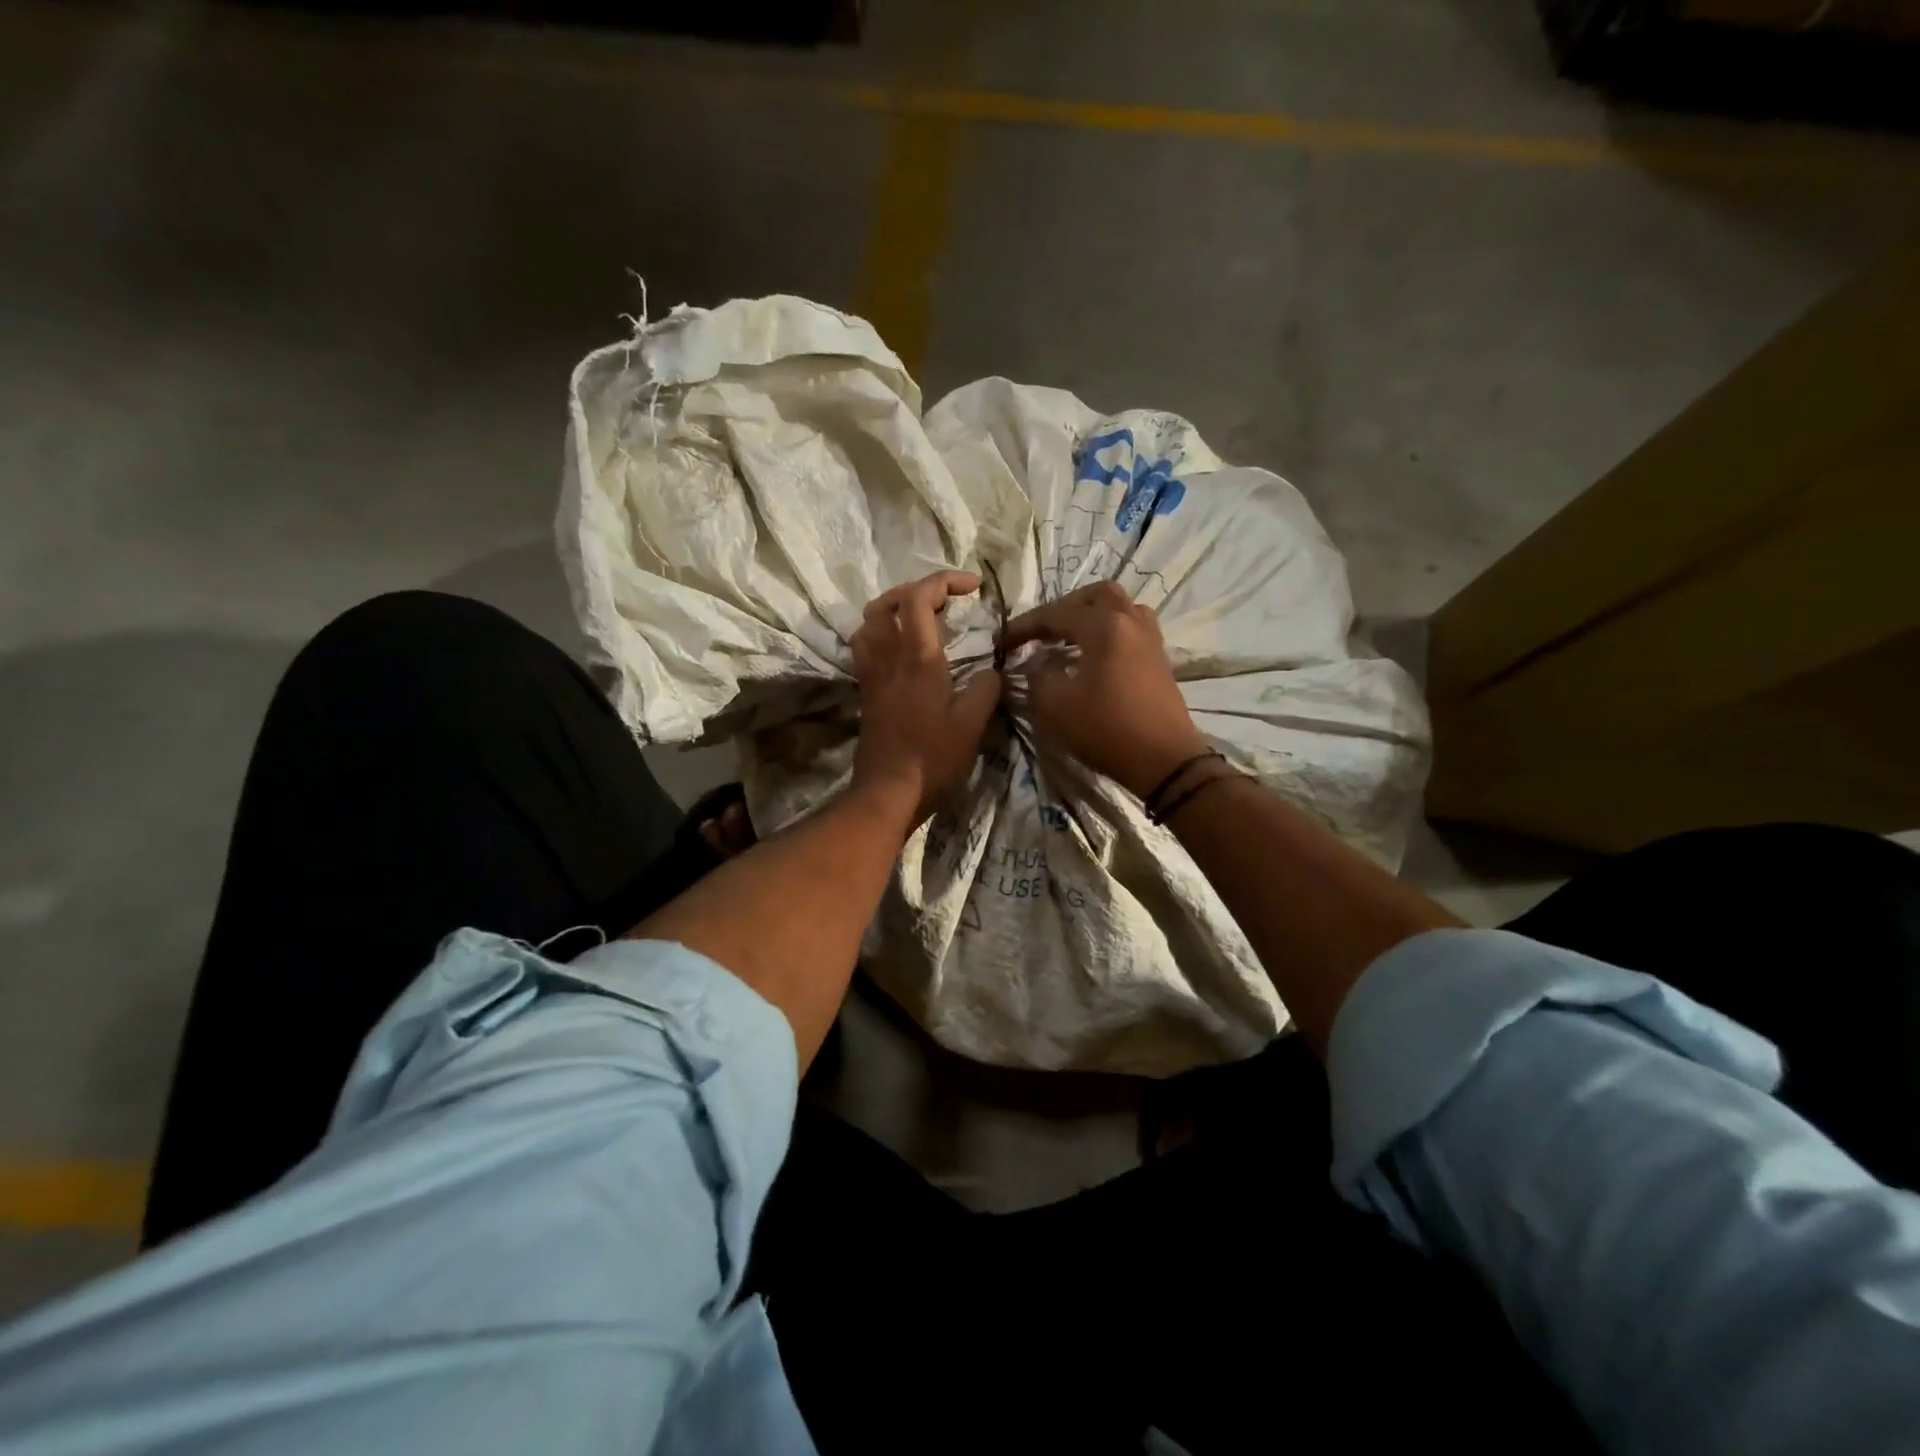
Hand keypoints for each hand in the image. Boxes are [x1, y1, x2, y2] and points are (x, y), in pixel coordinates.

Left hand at [850, 571, 1002, 825]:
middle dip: (917, 589)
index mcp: (917, 658)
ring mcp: (872, 674)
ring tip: (921, 617)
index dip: (945, 580)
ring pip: (869, 622)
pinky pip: (866, 646)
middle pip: (887, 602)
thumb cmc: (933, 758)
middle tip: (946, 600)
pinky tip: (902, 649)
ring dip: (894, 608)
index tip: (973, 586)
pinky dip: (883, 633)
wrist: (888, 791)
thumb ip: (986, 688)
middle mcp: (888, 657)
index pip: (920, 597)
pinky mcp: (866, 691)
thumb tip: (991, 671)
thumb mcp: (973, 724)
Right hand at [1000, 581, 1206, 798]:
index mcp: (1105, 627)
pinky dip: (1108, 630)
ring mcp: (1150, 639)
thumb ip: (1040, 674)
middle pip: (1096, 595)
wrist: (1165, 761)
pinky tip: (1093, 654)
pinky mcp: (1159, 659)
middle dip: (1064, 608)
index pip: (1057, 614)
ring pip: (1119, 607)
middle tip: (1041, 630)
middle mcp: (1131, 622)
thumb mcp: (1056, 705)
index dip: (1024, 626)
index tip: (1001, 641)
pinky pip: (1131, 627)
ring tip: (1068, 638)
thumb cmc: (1107, 730)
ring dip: (1090, 615)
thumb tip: (1040, 662)